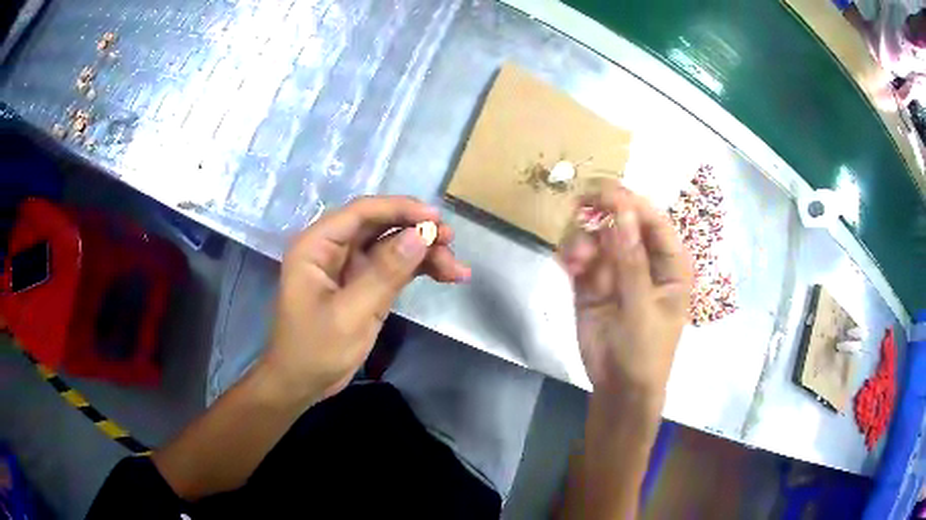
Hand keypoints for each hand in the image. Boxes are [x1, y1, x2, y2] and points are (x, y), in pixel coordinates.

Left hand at [262, 196, 470, 405]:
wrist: (301, 383)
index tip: (436, 218)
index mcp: (317, 245)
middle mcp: (333, 248)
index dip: (400, 209)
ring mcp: (349, 266)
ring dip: (423, 253)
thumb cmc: (315, 350)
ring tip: (456, 269)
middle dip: (416, 231)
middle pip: (380, 225)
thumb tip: (421, 235)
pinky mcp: (363, 284)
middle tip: (451, 241)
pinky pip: (394, 267)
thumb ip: (385, 273)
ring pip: (391, 246)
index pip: (361, 212)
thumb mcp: (351, 314)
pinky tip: (446, 275)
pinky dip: (418, 270)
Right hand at [559, 183, 691, 398]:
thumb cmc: (644, 351)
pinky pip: (580, 256)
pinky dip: (571, 255)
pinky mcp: (592, 281)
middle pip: (623, 222)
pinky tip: (567, 264)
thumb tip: (622, 212)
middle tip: (579, 206)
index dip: (631, 204)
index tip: (604, 192)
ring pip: (597, 235)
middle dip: (602, 214)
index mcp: (670, 263)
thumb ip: (631, 261)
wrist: (618, 388)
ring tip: (574, 260)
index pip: (654, 222)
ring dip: (583, 239)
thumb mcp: (642, 308)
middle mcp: (644, 259)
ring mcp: (616, 269)